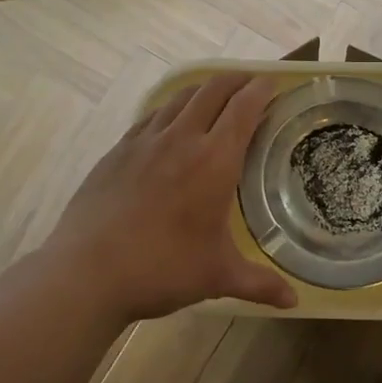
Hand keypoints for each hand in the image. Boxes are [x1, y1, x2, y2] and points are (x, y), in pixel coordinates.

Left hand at [45, 72, 295, 324]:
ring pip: (180, 98)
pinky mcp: (118, 150)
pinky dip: (170, 108)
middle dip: (235, 79)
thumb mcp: (217, 277)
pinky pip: (151, 116)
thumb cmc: (162, 269)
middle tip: (249, 81)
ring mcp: (145, 141)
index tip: (272, 83)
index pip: (243, 109)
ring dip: (203, 89)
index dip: (260, 90)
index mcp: (214, 161)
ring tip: (214, 94)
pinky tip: (170, 122)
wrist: (87, 272)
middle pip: (213, 91)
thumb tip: (294, 302)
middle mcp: (182, 139)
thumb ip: (259, 284)